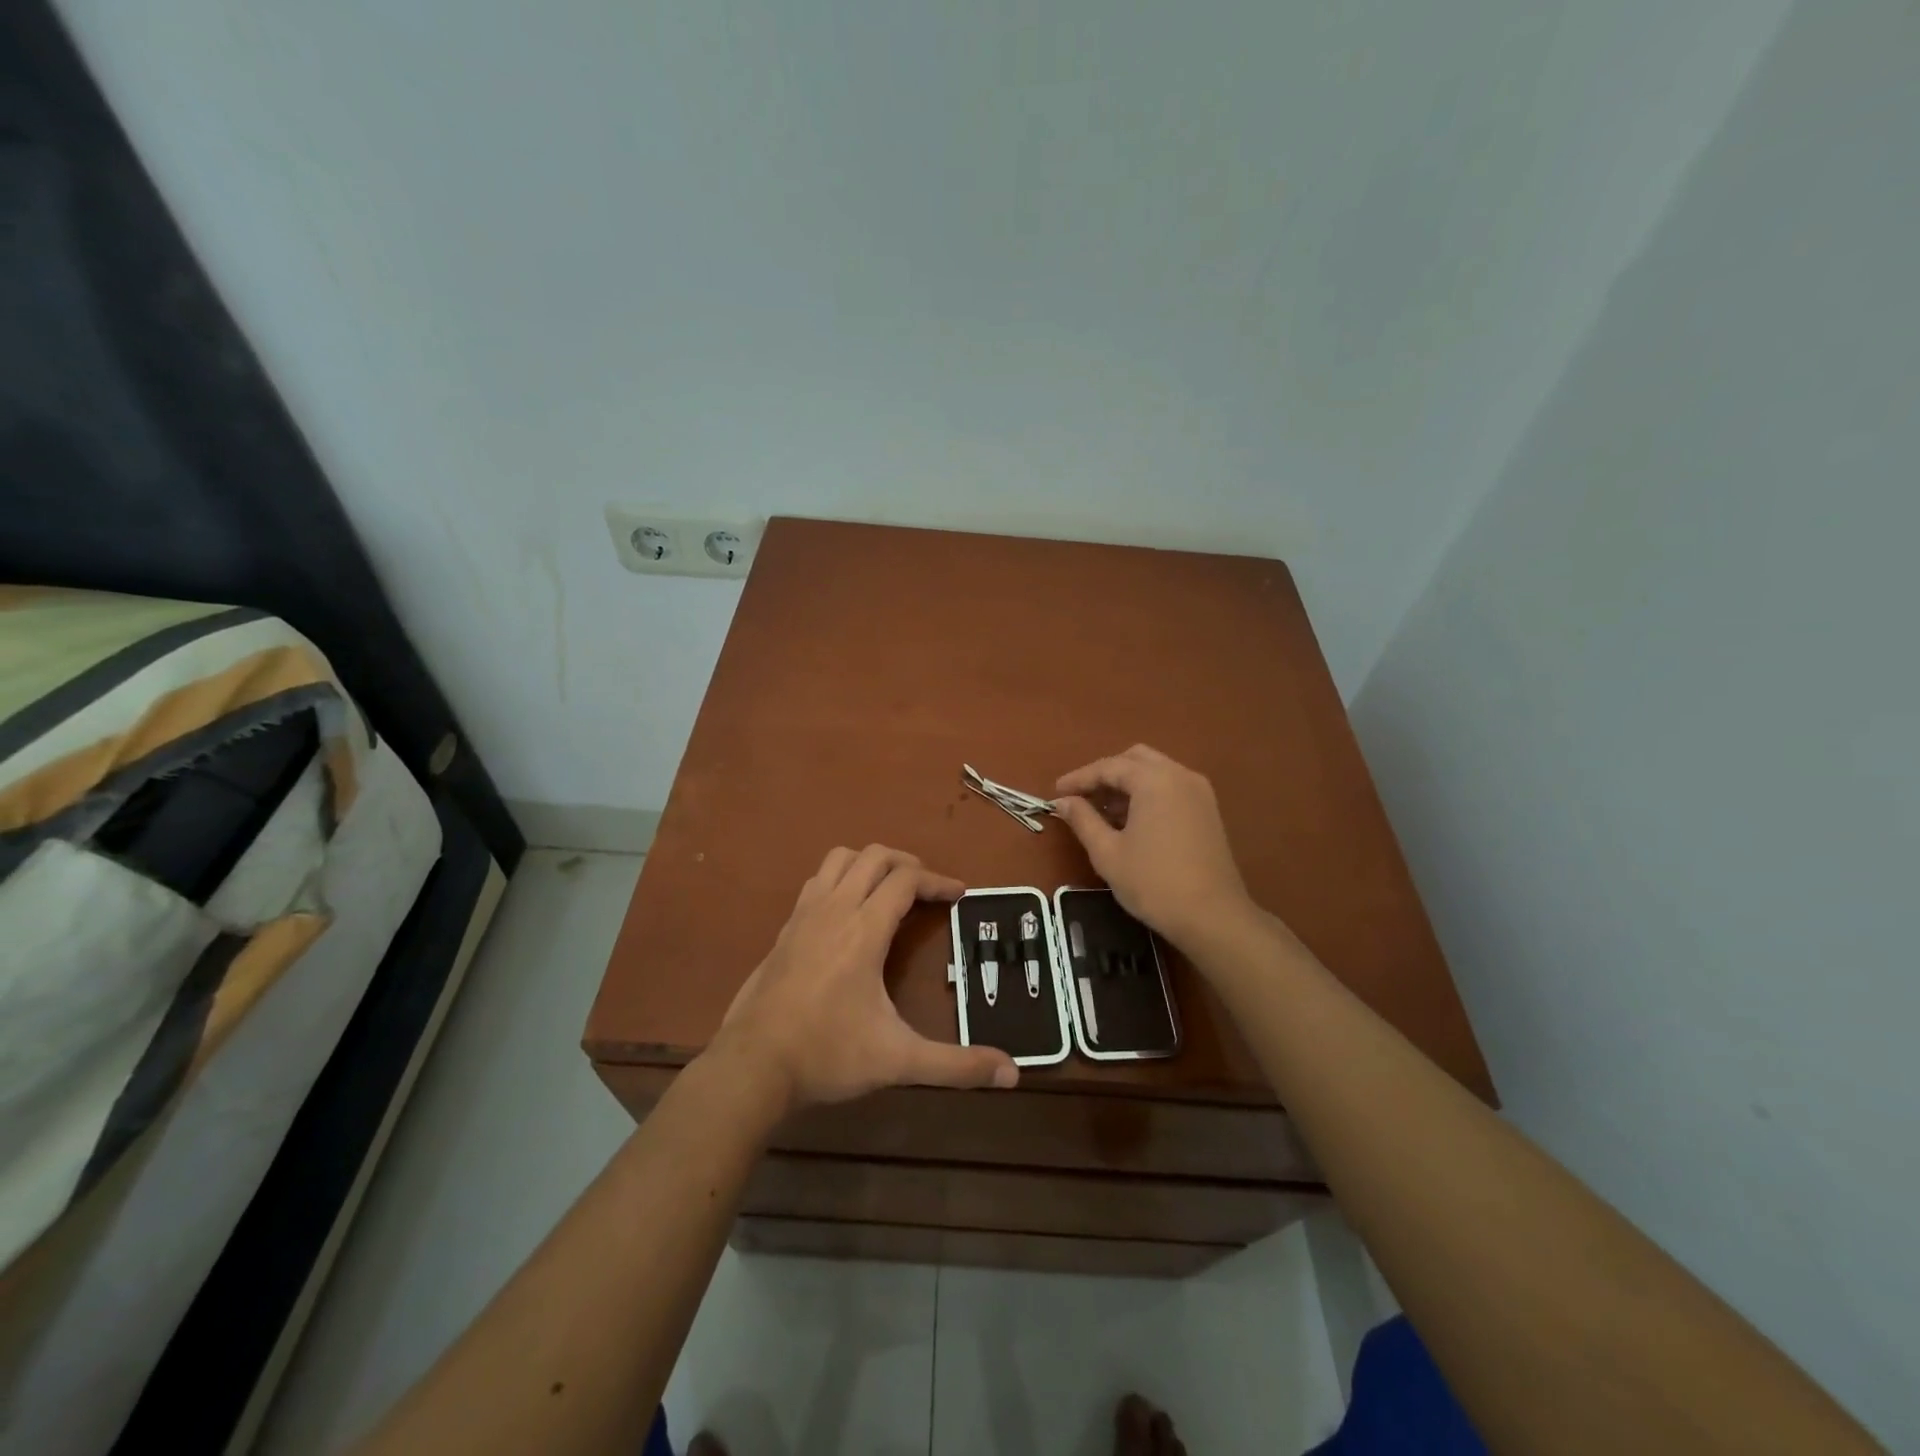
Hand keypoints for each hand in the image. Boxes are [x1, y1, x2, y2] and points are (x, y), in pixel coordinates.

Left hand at [711, 844, 1018, 1115]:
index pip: (906, 880)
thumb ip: (955, 1065)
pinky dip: (841, 879)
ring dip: (869, 863)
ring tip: (889, 890)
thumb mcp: (898, 1061)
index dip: (938, 881)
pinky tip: (847, 912)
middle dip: (907, 863)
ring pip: (839, 859)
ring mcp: (804, 915)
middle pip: (874, 856)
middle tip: (928, 889)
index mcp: (864, 929)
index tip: (960, 895)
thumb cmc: (828, 1055)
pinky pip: (817, 881)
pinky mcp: (784, 929)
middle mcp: (834, 909)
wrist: (752, 1066)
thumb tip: (1012, 1073)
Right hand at [1054, 745, 1252, 948]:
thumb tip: (1062, 801)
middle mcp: (1179, 775)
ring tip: (1102, 812)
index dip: (1079, 778)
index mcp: (1154, 780)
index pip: (1109, 766)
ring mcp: (1199, 792)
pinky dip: (1147, 794)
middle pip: (1135, 760)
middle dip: (1105, 775)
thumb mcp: (1107, 852)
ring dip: (1127, 784)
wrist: (1213, 917)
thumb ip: (1082, 819)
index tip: (1056, 793)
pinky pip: (1171, 788)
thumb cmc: (1153, 883)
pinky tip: (1131, 821)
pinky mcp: (1208, 810)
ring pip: (1155, 772)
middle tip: (1081, 798)